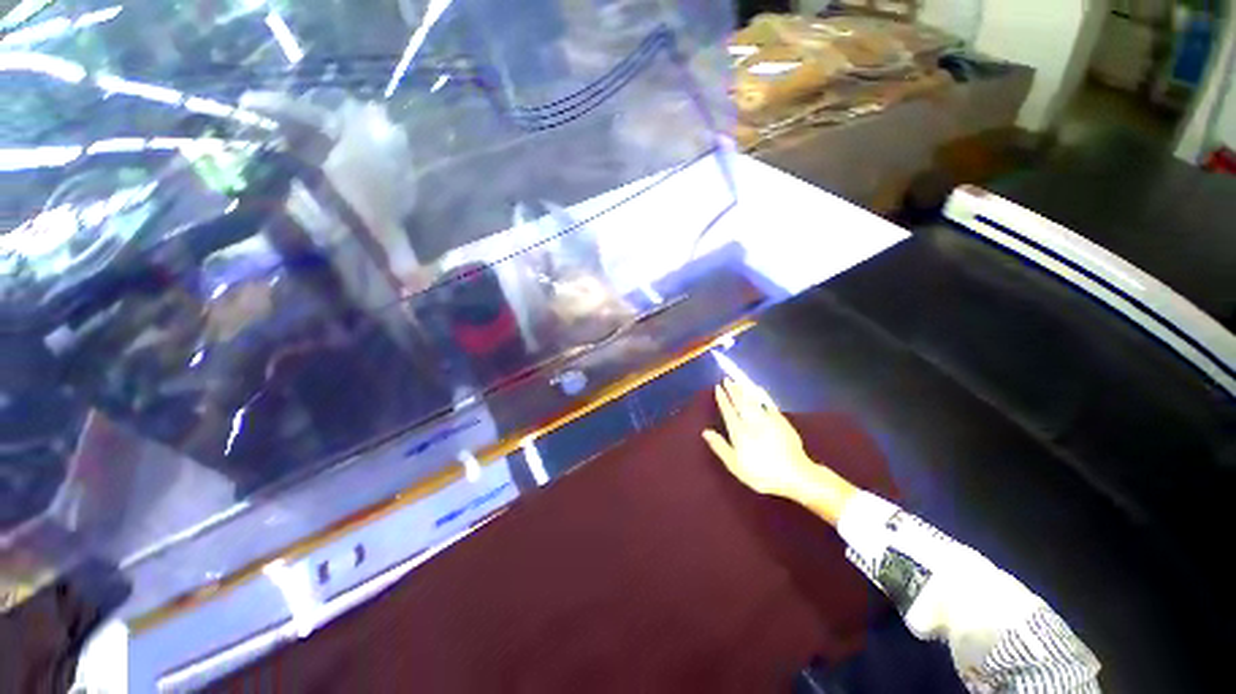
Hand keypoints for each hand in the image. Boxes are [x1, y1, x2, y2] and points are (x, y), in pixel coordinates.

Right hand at [703, 378, 857, 525]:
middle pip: (740, 402)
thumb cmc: (762, 474)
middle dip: (732, 390)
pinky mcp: (781, 421)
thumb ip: (720, 447)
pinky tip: (759, 390)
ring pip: (753, 400)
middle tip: (726, 379)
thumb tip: (705, 431)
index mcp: (739, 431)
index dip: (722, 399)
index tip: (717, 388)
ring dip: (745, 390)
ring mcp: (768, 419)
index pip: (728, 411)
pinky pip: (769, 403)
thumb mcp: (736, 465)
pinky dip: (762, 395)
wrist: (795, 474)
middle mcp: (752, 421)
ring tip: (738, 381)